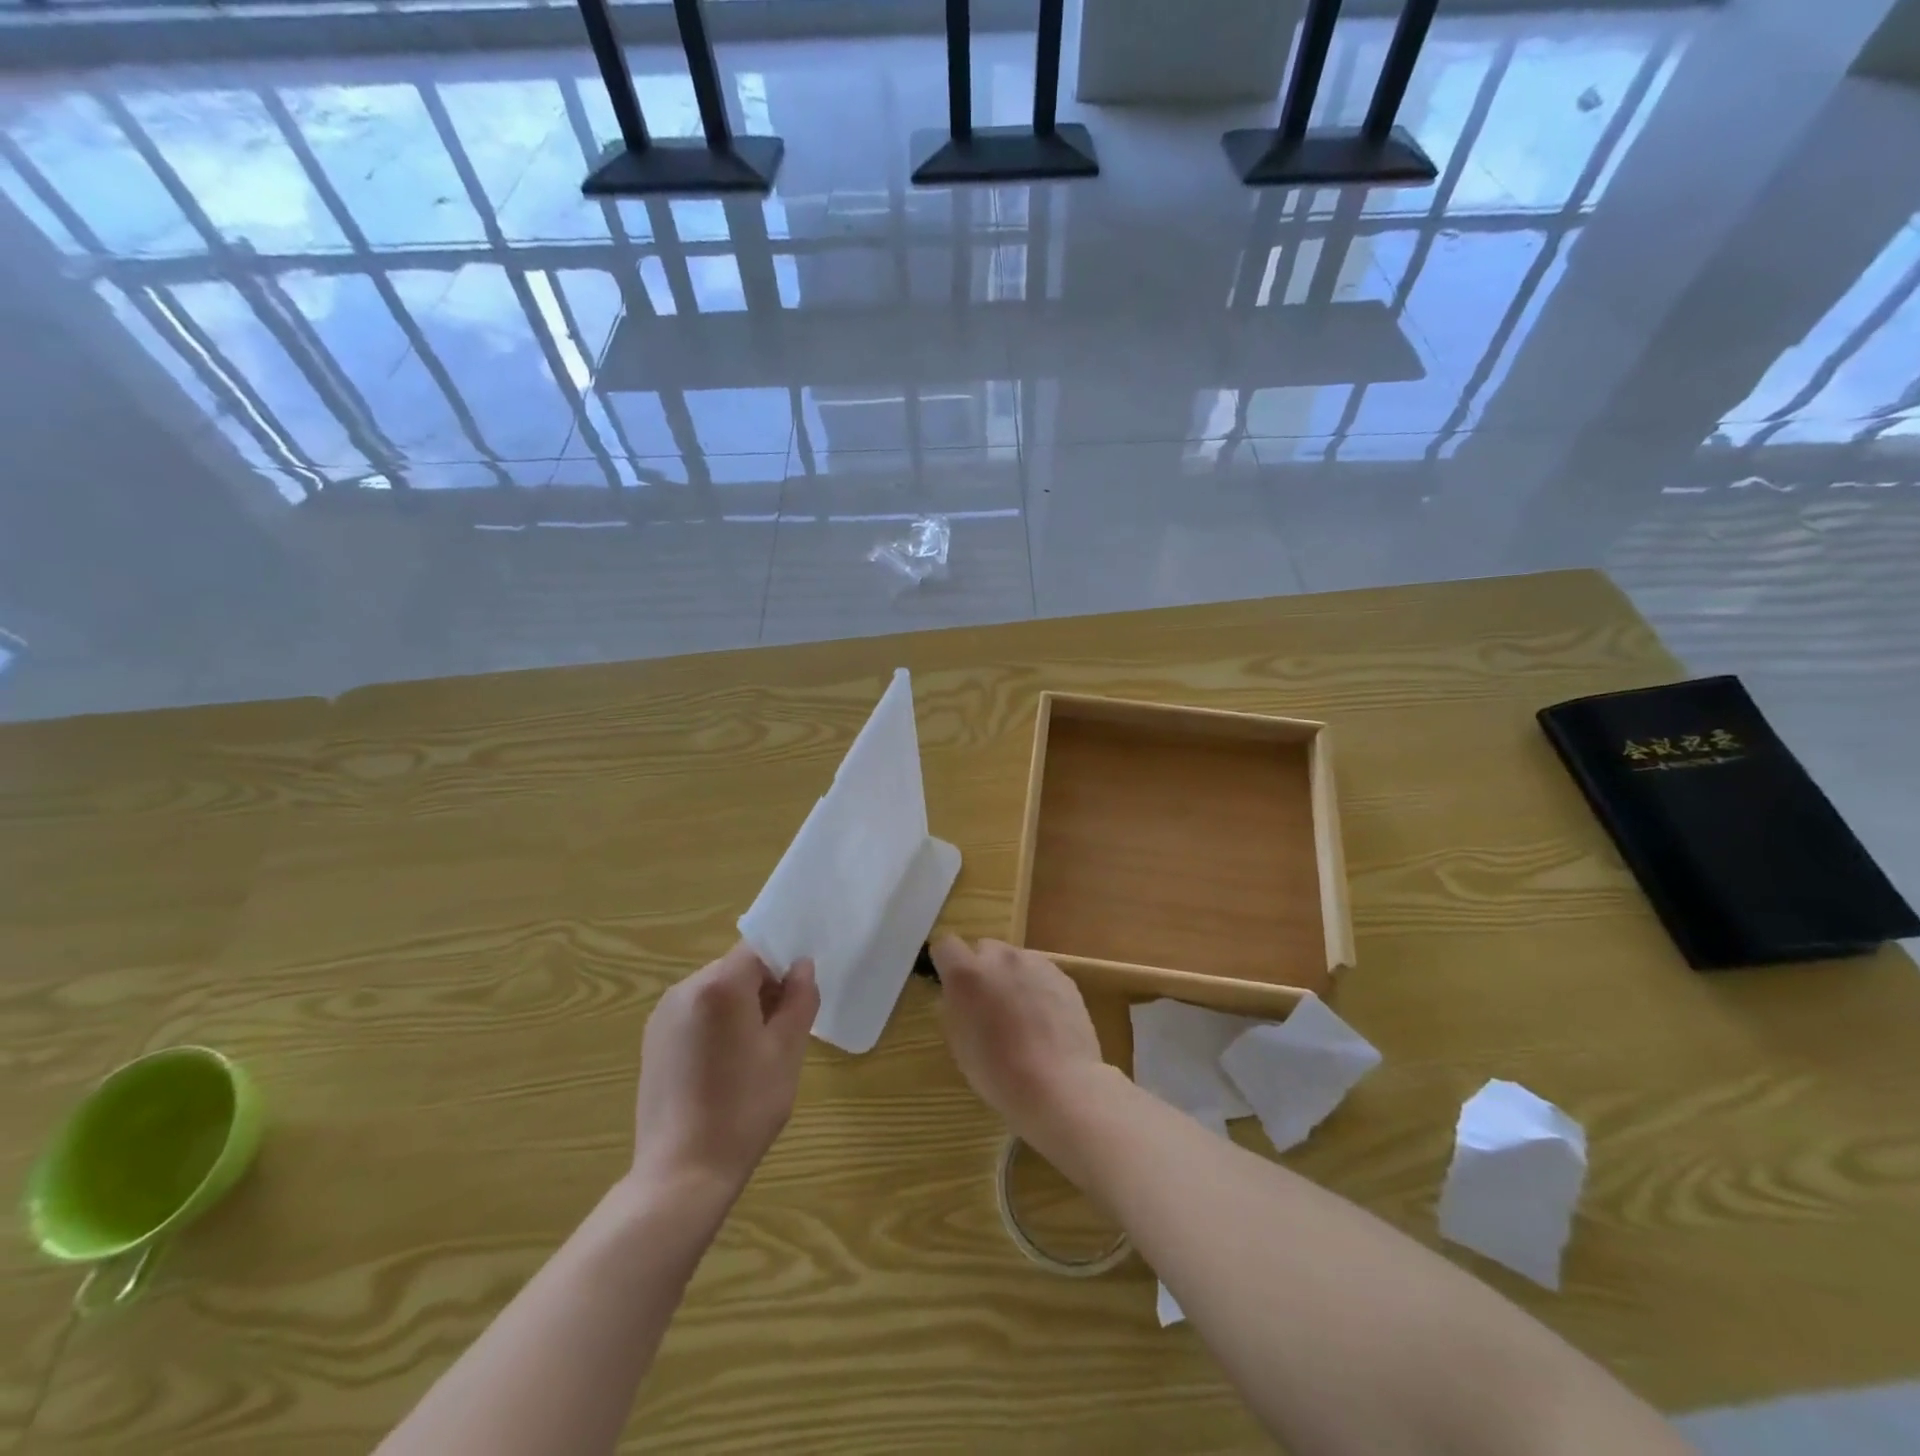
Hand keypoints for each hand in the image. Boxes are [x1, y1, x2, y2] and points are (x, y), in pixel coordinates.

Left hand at [629, 944, 818, 1197]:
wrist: (682, 1173)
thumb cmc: (744, 1107)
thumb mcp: (787, 1051)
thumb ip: (800, 998)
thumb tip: (801, 967)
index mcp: (719, 985)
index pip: (759, 950)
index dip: (784, 966)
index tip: (798, 999)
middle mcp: (684, 989)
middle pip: (736, 969)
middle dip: (763, 989)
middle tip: (782, 1032)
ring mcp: (663, 1015)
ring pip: (716, 991)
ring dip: (740, 1008)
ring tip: (754, 1055)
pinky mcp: (653, 1041)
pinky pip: (695, 1013)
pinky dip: (716, 1025)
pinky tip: (724, 1067)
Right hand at [931, 937, 1112, 1154]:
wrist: (1059, 1085)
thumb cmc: (998, 1072)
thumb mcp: (959, 1044)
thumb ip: (954, 1008)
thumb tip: (957, 995)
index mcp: (967, 973)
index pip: (945, 945)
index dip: (946, 963)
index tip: (950, 985)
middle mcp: (1000, 957)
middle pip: (984, 948)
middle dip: (982, 969)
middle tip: (988, 1004)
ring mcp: (1036, 963)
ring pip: (1015, 960)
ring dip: (1011, 977)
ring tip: (1021, 1014)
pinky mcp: (1063, 976)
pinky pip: (1040, 973)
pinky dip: (1037, 987)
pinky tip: (1045, 1020)